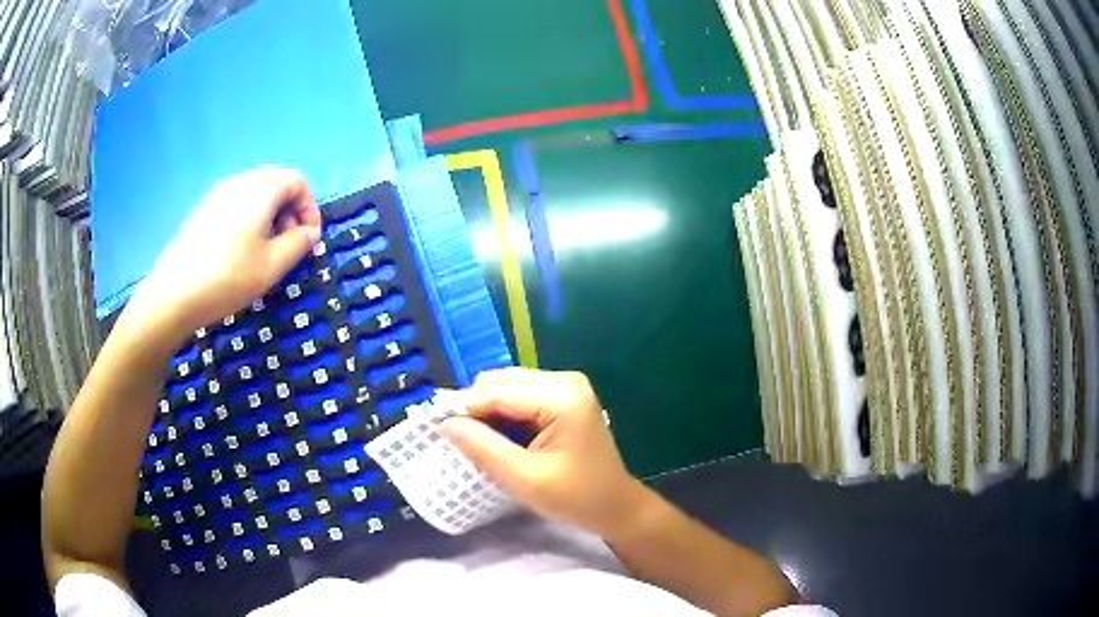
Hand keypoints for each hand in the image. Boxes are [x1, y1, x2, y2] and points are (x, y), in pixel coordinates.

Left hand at [134, 167, 321, 333]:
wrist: (174, 293)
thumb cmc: (229, 277)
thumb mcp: (272, 265)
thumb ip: (299, 244)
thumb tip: (309, 232)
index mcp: (261, 188)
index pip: (297, 181)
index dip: (310, 208)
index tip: (309, 240)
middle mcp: (240, 181)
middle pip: (276, 184)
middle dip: (290, 212)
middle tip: (289, 246)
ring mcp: (218, 194)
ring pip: (255, 194)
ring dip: (269, 217)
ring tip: (265, 251)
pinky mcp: (203, 210)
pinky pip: (236, 205)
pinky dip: (249, 220)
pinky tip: (240, 252)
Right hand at [441, 368, 646, 536]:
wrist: (615, 506)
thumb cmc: (576, 498)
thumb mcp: (525, 478)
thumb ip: (483, 448)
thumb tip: (444, 423)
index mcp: (562, 397)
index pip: (497, 392)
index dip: (463, 408)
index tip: (434, 427)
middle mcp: (565, 381)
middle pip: (501, 382)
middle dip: (476, 409)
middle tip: (459, 440)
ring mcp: (567, 386)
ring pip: (507, 386)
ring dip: (488, 411)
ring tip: (478, 442)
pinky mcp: (564, 397)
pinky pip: (521, 395)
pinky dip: (503, 414)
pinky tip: (498, 438)